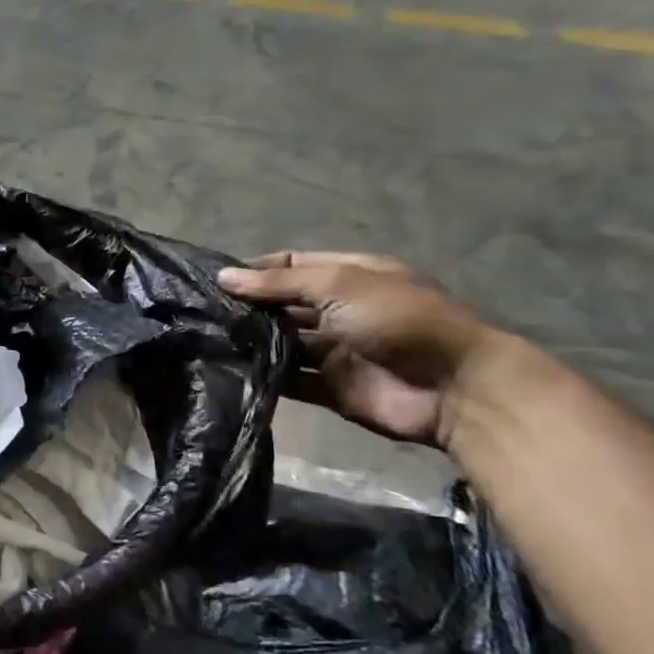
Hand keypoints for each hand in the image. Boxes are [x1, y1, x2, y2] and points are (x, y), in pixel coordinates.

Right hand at [219, 252, 496, 446]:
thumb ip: (278, 283)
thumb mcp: (338, 285)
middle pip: (283, 305)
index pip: (290, 265)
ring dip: (252, 342)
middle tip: (201, 313)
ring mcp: (334, 351)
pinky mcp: (330, 388)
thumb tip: (223, 277)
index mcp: (348, 276)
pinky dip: (264, 376)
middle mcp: (339, 310)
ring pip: (282, 342)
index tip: (213, 280)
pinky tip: (230, 372)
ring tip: (206, 341)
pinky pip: (289, 380)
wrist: (452, 387)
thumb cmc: (398, 320)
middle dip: (247, 307)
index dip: (255, 270)